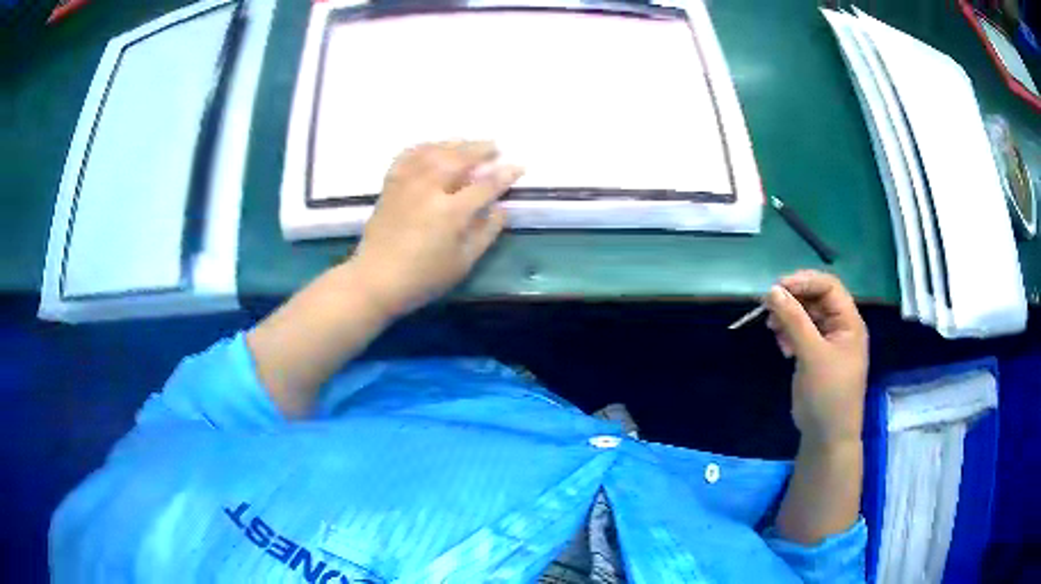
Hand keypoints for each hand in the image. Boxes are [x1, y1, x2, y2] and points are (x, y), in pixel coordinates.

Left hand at [351, 142, 522, 316]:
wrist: (376, 279)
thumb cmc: (423, 277)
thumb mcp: (462, 263)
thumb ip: (485, 232)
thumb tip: (501, 209)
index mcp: (451, 212)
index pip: (485, 185)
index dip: (504, 175)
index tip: (518, 166)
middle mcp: (429, 190)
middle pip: (459, 159)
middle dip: (480, 149)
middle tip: (494, 147)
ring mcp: (407, 184)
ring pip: (434, 151)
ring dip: (455, 144)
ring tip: (468, 144)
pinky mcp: (391, 185)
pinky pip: (408, 156)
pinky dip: (424, 147)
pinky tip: (432, 148)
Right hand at [765, 270, 868, 445]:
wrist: (827, 436)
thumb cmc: (828, 394)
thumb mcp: (812, 355)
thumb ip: (794, 320)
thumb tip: (772, 290)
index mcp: (849, 322)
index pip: (828, 286)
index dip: (804, 281)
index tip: (777, 288)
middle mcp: (840, 327)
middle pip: (816, 298)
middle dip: (793, 300)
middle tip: (767, 307)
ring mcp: (827, 342)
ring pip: (806, 315)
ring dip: (788, 317)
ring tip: (772, 328)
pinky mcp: (815, 356)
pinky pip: (801, 333)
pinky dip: (789, 333)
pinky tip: (781, 345)